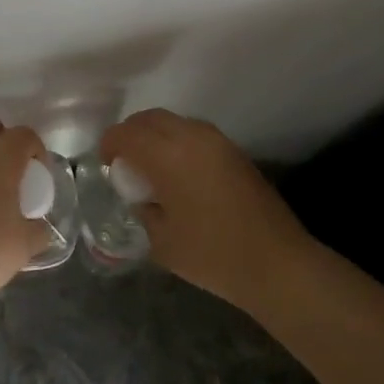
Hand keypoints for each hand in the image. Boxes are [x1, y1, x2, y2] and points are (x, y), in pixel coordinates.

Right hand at [101, 109, 313, 315]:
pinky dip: (177, 143)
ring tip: (150, 168)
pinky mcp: (234, 151)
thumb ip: (143, 211)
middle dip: (130, 135)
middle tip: (123, 163)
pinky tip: (178, 174)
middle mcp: (192, 137)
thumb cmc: (213, 255)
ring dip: (155, 136)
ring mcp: (217, 141)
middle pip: (149, 119)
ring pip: (174, 122)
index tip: (105, 166)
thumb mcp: (162, 241)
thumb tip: (141, 198)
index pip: (126, 134)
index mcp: (168, 155)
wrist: (277, 264)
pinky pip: (194, 133)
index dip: (109, 146)